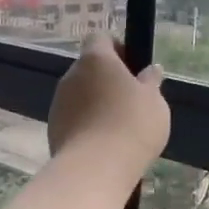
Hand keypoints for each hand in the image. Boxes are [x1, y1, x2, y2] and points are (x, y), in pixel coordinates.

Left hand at [47, 33, 169, 186]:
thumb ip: (151, 82)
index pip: (100, 38)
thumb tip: (151, 70)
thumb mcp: (154, 101)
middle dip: (107, 79)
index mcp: (96, 59)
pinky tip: (104, 143)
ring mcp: (58, 103)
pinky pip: (74, 117)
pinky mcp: (53, 129)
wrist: (95, 170)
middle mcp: (71, 75)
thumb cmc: (131, 125)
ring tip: (119, 126)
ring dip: (96, 102)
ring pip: (80, 94)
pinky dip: (87, 124)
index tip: (133, 67)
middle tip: (131, 99)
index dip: (117, 47)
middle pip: (89, 68)